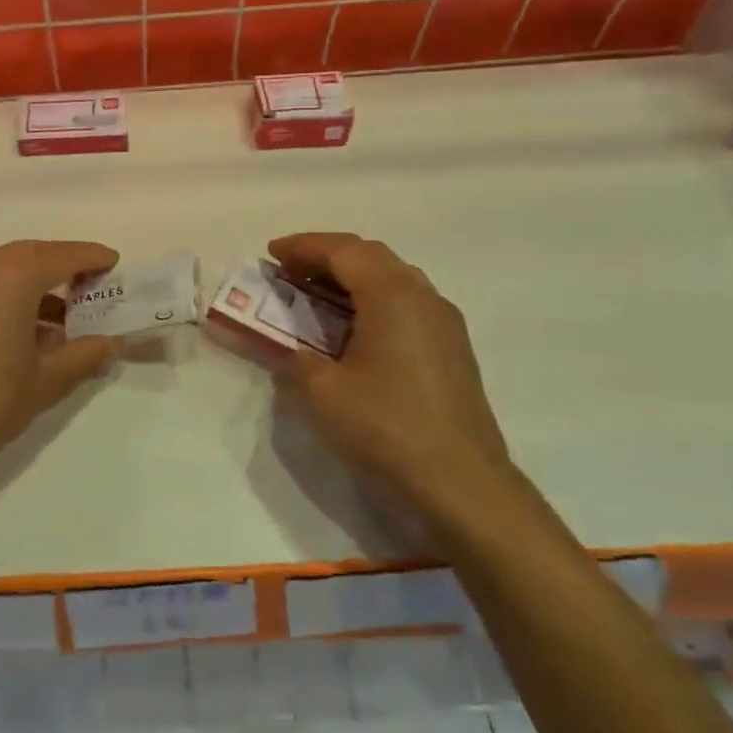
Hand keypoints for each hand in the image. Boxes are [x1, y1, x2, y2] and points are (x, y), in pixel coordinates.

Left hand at [0, 240, 121, 485]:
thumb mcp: (44, 382)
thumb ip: (83, 356)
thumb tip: (110, 343)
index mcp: (8, 278)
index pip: (60, 256)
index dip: (91, 258)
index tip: (114, 265)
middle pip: (29, 257)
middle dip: (62, 270)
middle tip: (92, 289)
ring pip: (2, 274)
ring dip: (34, 290)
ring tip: (63, 324)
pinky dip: (7, 301)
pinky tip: (24, 336)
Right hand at [269, 232, 517, 526]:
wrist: (462, 486)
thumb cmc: (385, 428)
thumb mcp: (320, 392)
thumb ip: (292, 359)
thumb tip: (282, 350)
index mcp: (393, 295)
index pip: (344, 250)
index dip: (303, 246)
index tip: (271, 254)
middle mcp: (425, 298)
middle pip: (371, 258)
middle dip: (326, 258)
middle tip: (289, 273)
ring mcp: (445, 325)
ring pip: (393, 281)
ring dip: (351, 280)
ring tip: (315, 299)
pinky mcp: (452, 352)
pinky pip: (406, 307)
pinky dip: (371, 303)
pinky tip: (353, 333)